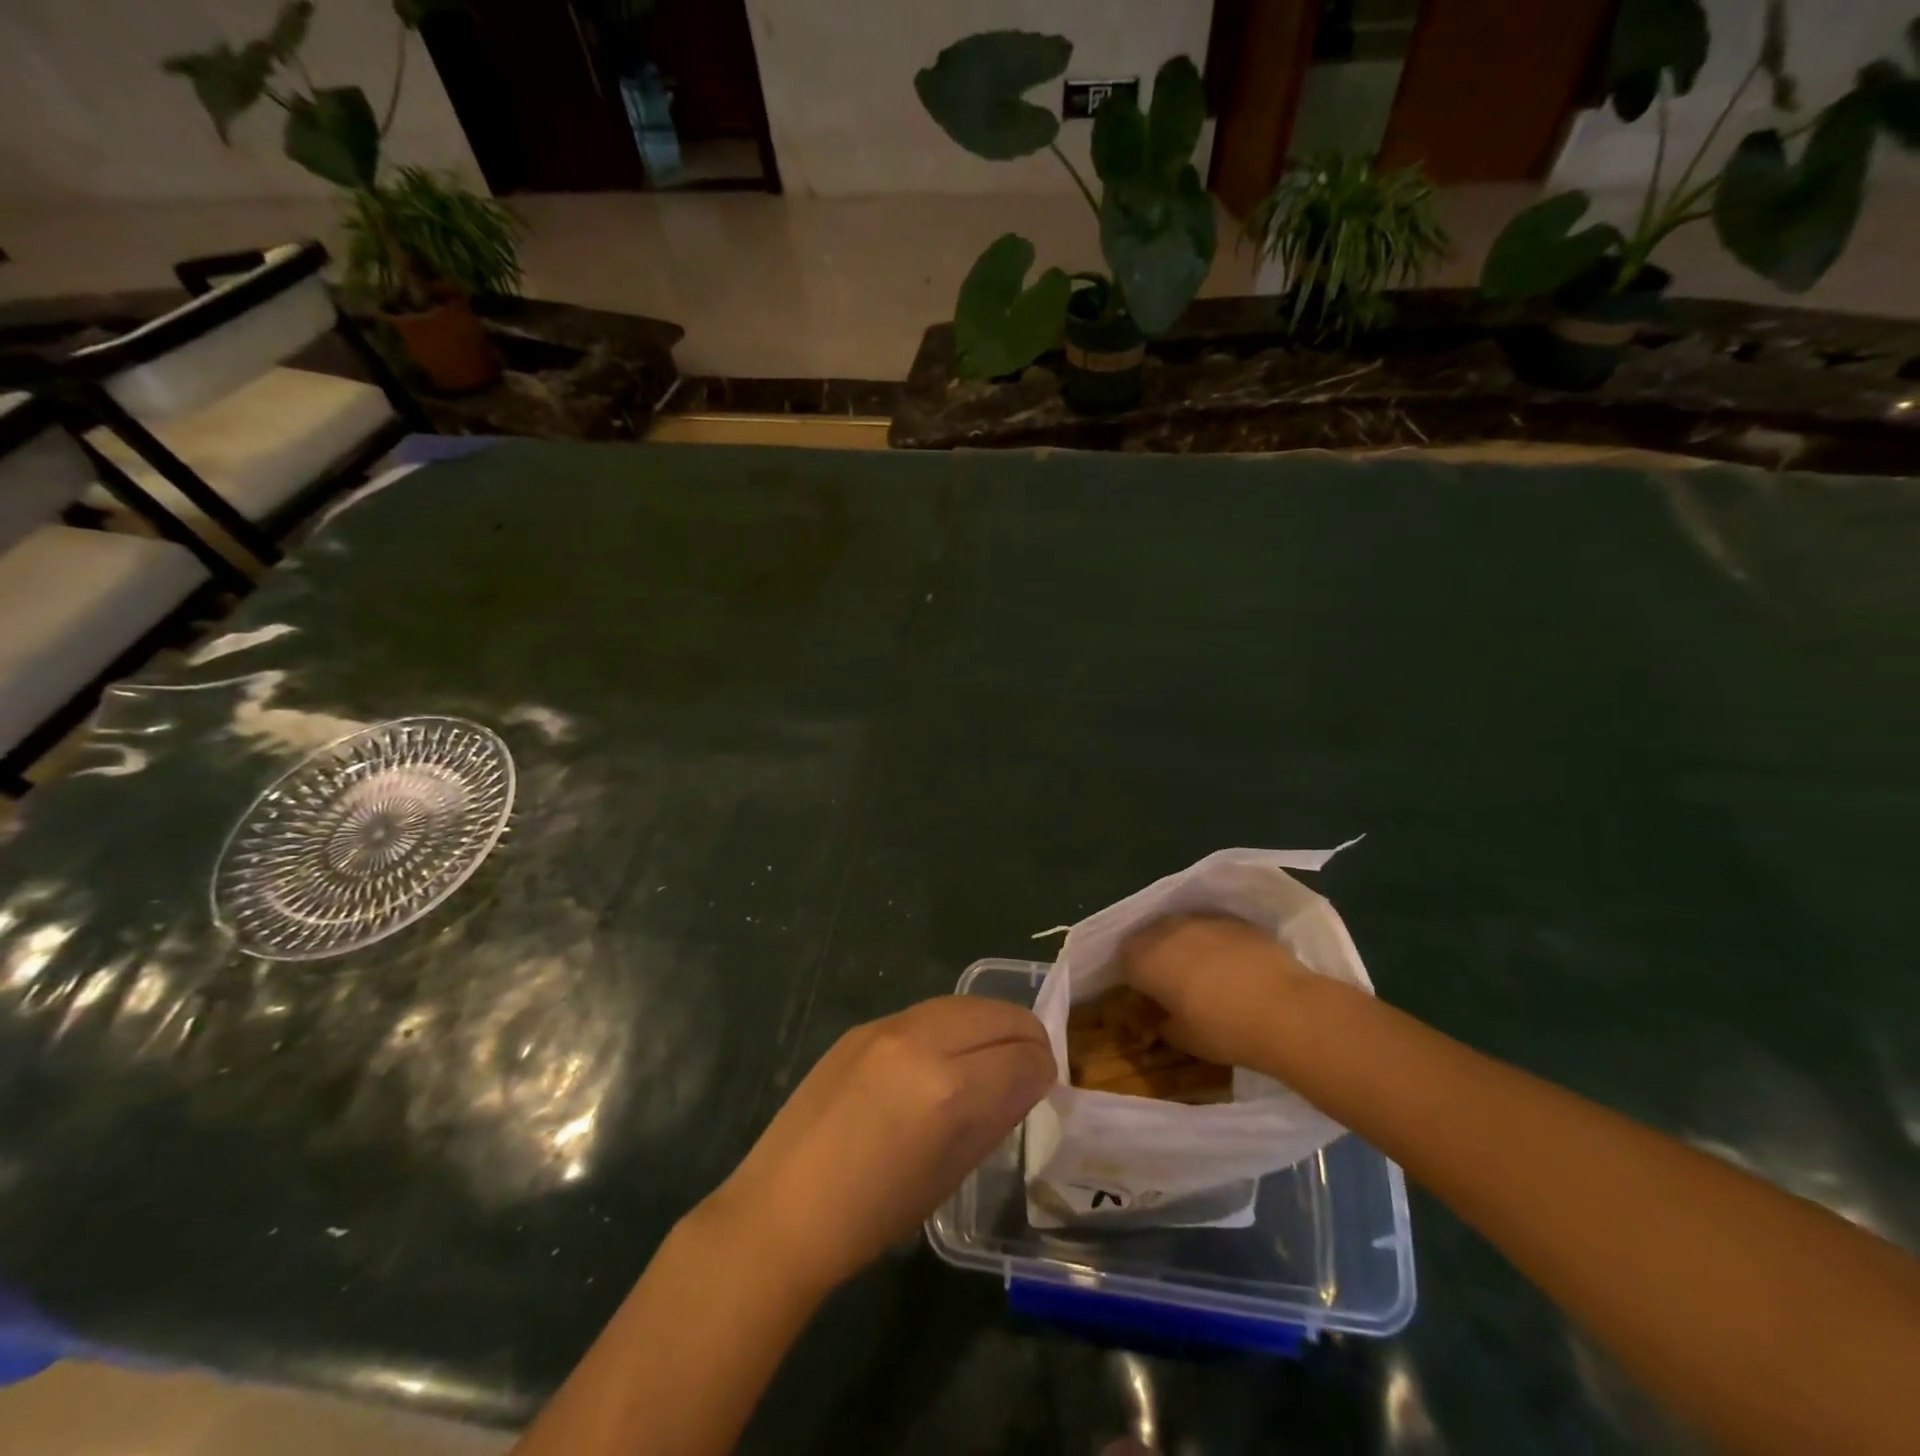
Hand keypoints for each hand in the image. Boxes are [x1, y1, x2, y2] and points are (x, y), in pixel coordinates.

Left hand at [702, 997, 1054, 1293]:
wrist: (783, 1207)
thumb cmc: (873, 1214)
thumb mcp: (951, 1172)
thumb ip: (997, 1114)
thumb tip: (1028, 1079)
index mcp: (949, 1089)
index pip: (1025, 1055)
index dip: (1045, 1070)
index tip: (1045, 1086)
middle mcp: (923, 1041)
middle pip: (999, 1014)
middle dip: (1026, 1036)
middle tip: (1029, 1066)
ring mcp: (888, 1026)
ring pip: (964, 1004)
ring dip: (989, 1025)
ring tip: (991, 1056)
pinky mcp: (864, 1025)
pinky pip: (927, 1013)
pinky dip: (951, 1027)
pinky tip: (943, 1057)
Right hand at [1120, 913, 1313, 1070]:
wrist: (1286, 1010)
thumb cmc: (1224, 1030)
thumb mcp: (1184, 1038)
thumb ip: (1163, 1024)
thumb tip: (1162, 1021)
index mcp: (1145, 958)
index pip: (1124, 959)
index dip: (1134, 978)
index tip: (1147, 997)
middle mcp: (1168, 930)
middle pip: (1150, 937)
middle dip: (1157, 956)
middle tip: (1173, 984)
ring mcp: (1204, 921)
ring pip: (1183, 929)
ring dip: (1186, 946)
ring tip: (1204, 973)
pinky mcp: (1237, 921)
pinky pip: (1214, 929)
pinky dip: (1216, 944)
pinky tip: (1234, 967)